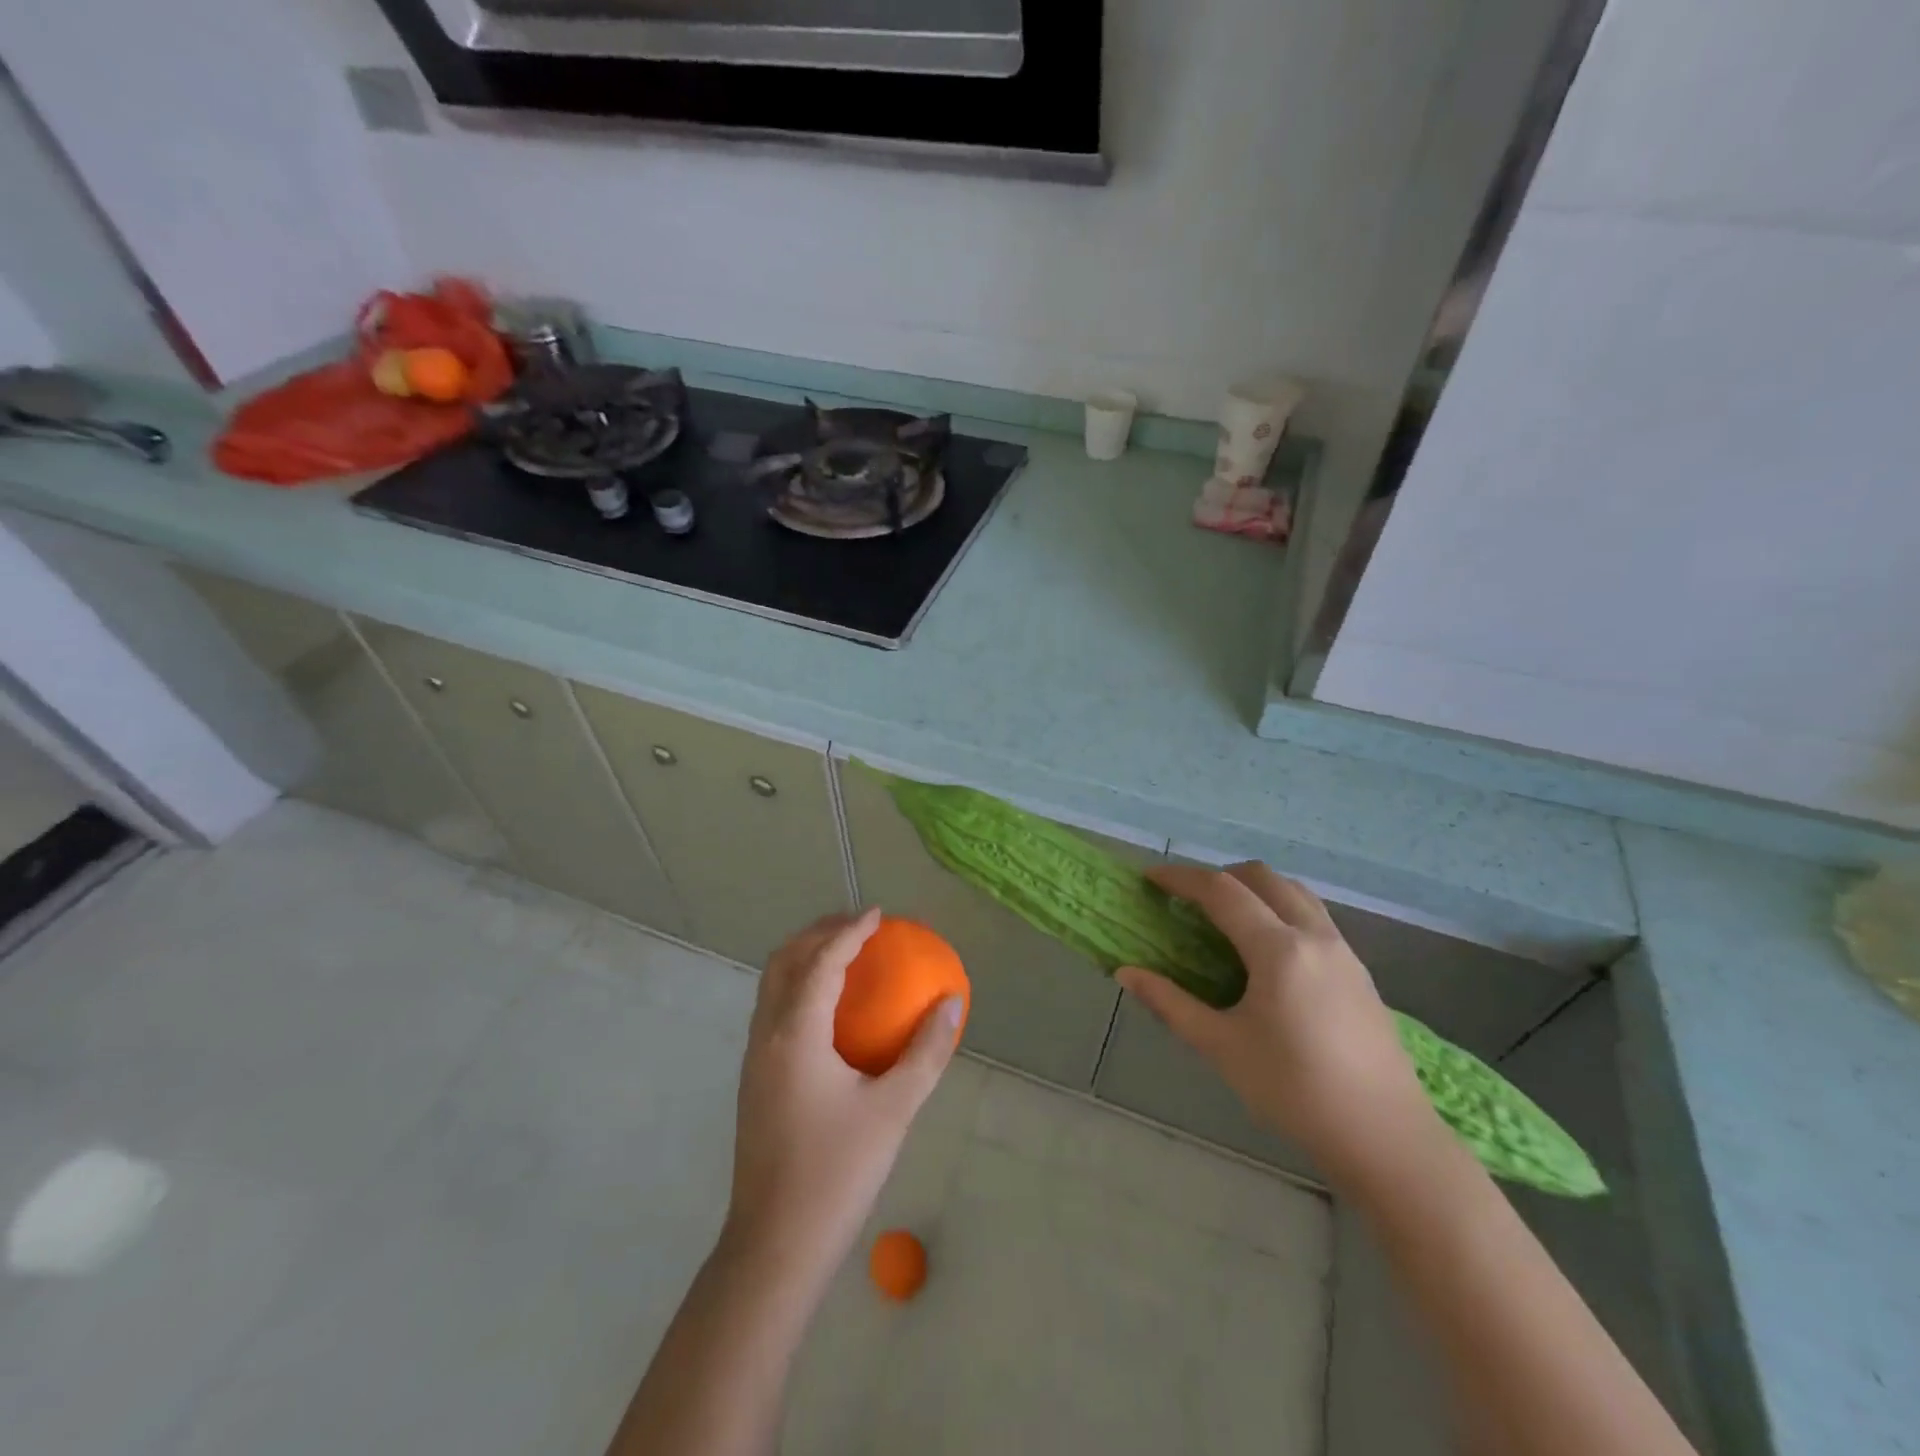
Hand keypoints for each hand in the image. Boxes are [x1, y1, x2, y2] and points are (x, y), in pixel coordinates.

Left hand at [723, 908, 963, 1284]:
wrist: (774, 1245)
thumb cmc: (837, 1172)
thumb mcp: (893, 1109)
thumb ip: (925, 1052)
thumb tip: (952, 1004)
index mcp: (795, 1034)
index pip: (820, 962)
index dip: (849, 931)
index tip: (878, 914)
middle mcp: (766, 1035)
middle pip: (784, 961)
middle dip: (818, 933)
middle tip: (859, 926)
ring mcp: (755, 1058)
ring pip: (772, 985)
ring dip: (805, 957)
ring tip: (846, 956)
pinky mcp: (755, 1079)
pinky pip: (774, 1009)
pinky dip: (799, 986)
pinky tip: (831, 1010)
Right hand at [1116, 863, 1439, 1187]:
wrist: (1385, 1138)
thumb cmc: (1294, 1091)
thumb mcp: (1222, 1047)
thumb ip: (1171, 1003)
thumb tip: (1126, 972)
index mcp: (1278, 949)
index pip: (1222, 891)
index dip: (1181, 878)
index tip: (1151, 878)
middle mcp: (1314, 936)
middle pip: (1262, 877)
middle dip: (1220, 876)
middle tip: (1188, 900)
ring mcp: (1343, 951)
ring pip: (1294, 892)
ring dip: (1255, 889)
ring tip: (1227, 918)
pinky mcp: (1359, 972)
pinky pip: (1313, 916)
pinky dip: (1280, 909)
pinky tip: (1268, 952)